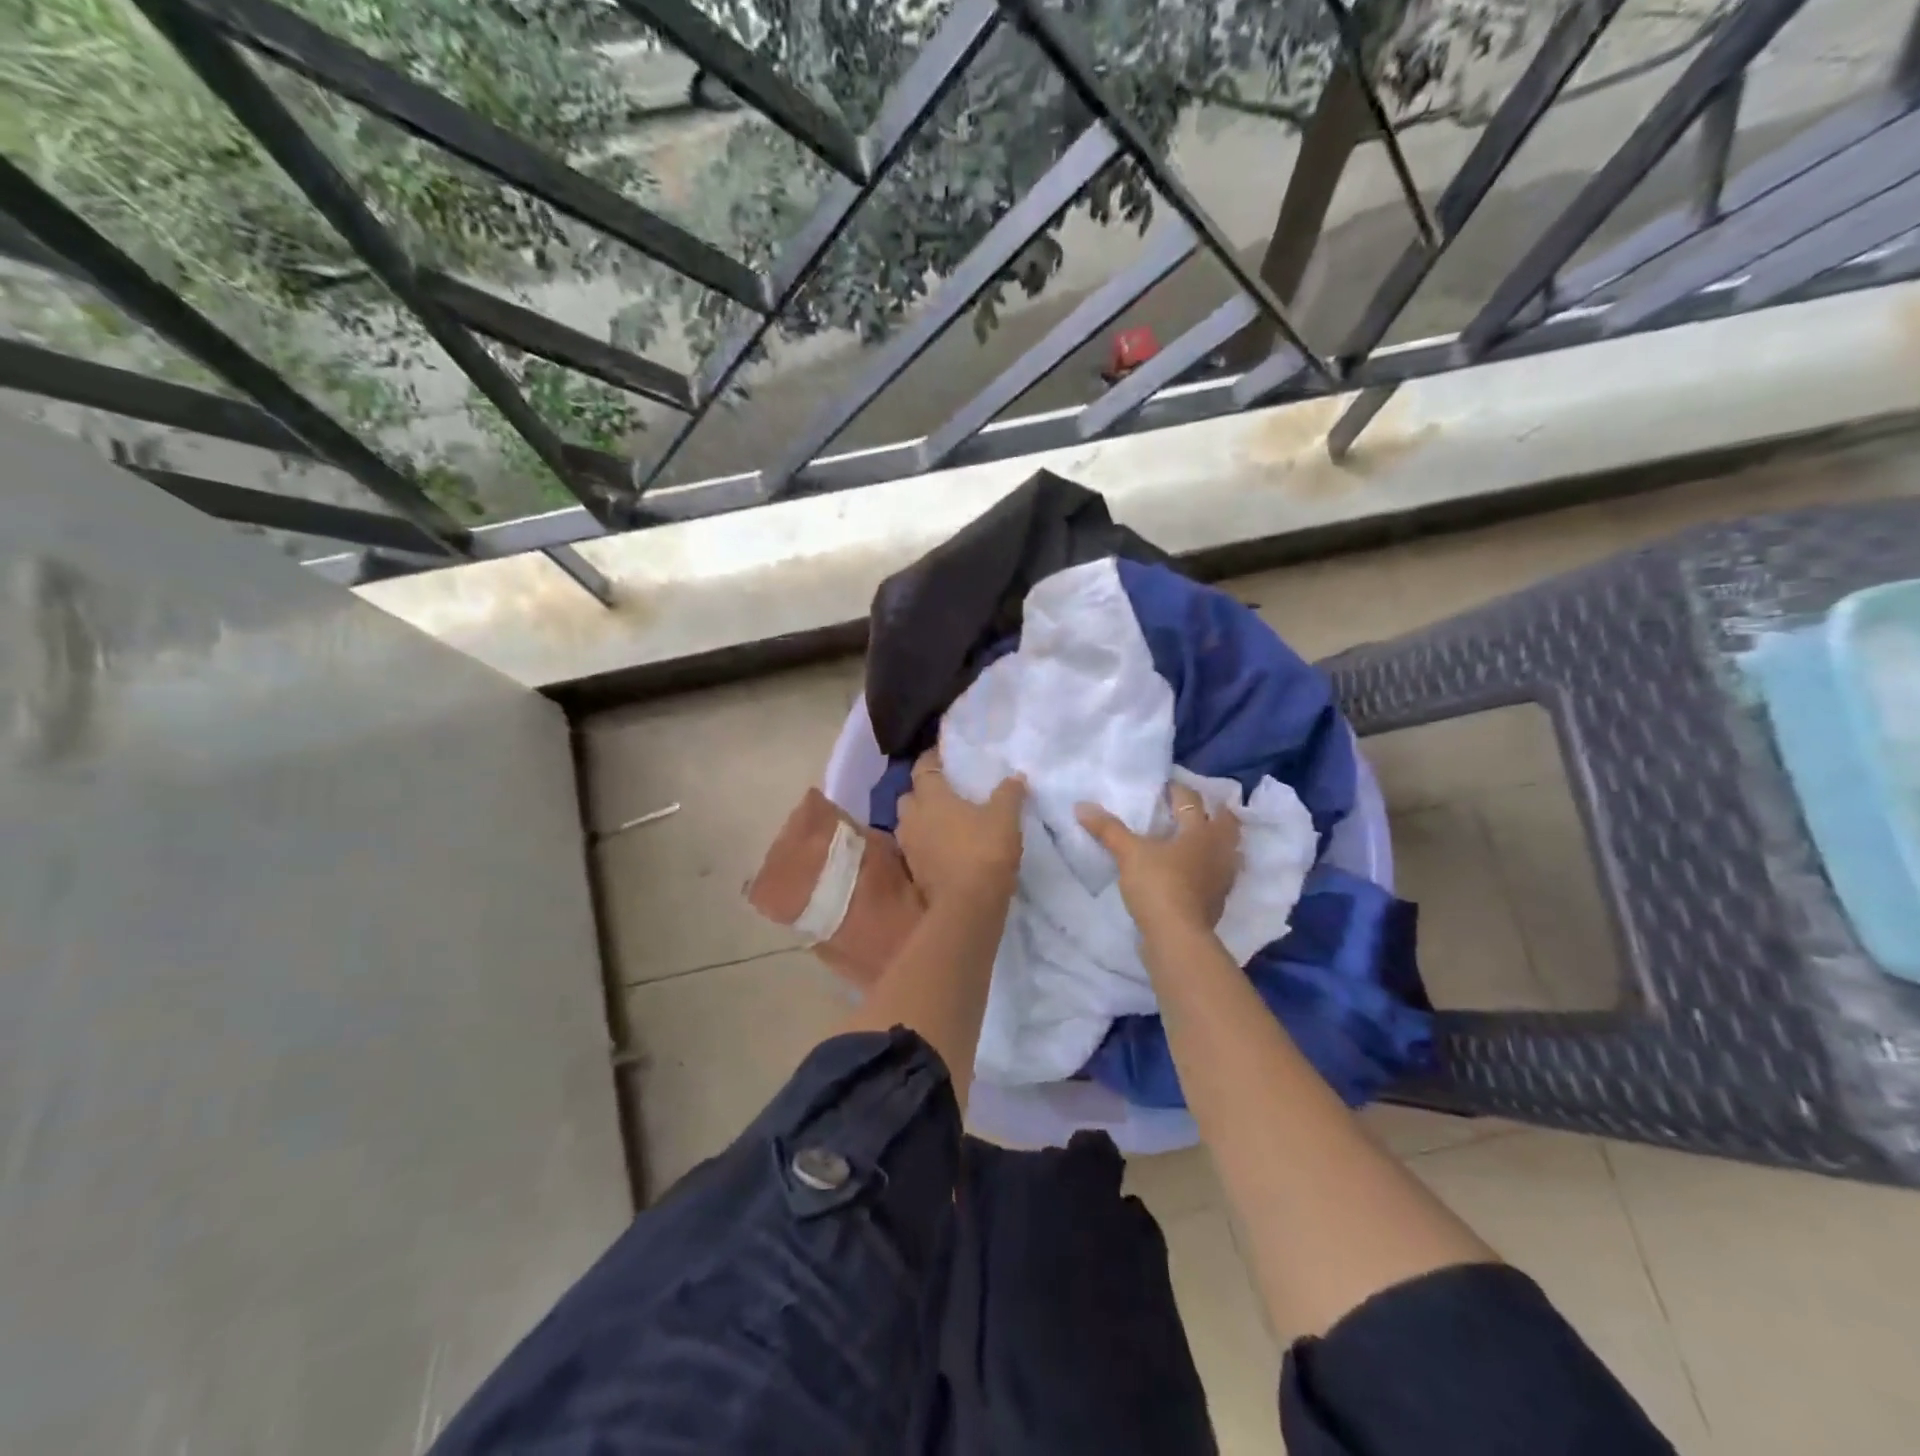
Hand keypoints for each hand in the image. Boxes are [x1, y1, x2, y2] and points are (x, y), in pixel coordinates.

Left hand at [895, 749, 1025, 906]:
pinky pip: (916, 847)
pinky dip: (927, 843)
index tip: (944, 755)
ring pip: (909, 823)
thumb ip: (1009, 793)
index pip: (923, 767)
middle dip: (922, 791)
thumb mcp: (1005, 817)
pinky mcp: (914, 871)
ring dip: (922, 819)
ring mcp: (909, 846)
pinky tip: (945, 847)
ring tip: (945, 820)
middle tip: (945, 790)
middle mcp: (912, 817)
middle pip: (910, 796)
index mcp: (931, 796)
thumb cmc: (984, 851)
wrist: (968, 905)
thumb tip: (1016, 777)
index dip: (932, 758)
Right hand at [1077, 783, 1240, 936]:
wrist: (1177, 937)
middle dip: (1214, 811)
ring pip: (1228, 850)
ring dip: (1218, 840)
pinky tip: (1196, 870)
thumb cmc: (1158, 885)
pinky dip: (1211, 866)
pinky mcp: (1218, 900)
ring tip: (1200, 837)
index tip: (1164, 786)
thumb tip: (1081, 805)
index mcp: (1199, 831)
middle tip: (1196, 806)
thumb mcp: (1128, 853)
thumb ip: (1108, 829)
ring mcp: (1222, 877)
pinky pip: (1220, 874)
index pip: (1191, 800)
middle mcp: (1218, 850)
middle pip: (1226, 822)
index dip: (1177, 790)